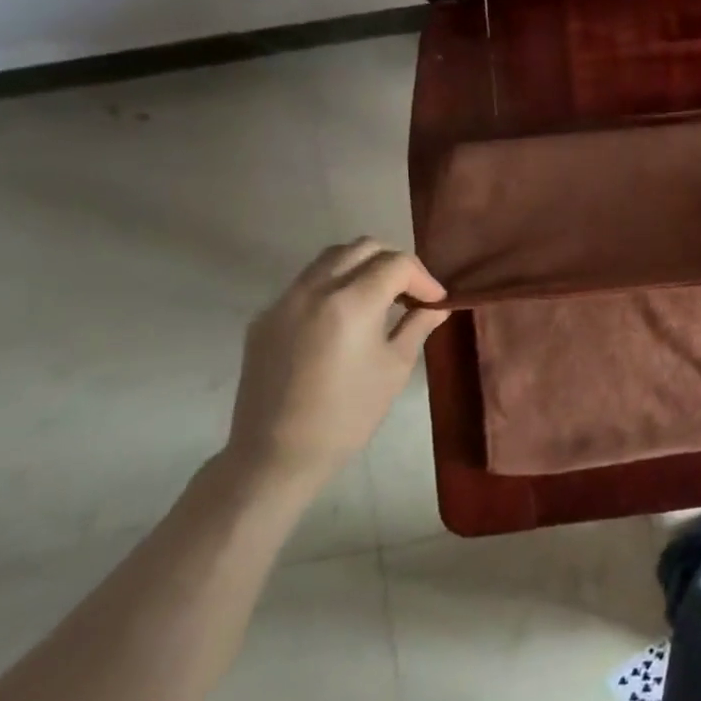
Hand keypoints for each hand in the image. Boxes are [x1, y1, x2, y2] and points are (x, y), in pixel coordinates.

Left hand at [225, 239, 447, 487]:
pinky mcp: (265, 318)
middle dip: (394, 262)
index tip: (435, 301)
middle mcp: (314, 289)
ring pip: (330, 258)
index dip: (423, 277)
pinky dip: (334, 285)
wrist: (277, 453)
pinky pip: (306, 283)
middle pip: (363, 247)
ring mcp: (283, 300)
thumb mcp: (395, 368)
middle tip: (411, 292)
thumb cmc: (348, 414)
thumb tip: (436, 306)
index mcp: (351, 302)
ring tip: (380, 298)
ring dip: (362, 266)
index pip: (396, 263)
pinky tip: (345, 318)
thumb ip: (417, 326)